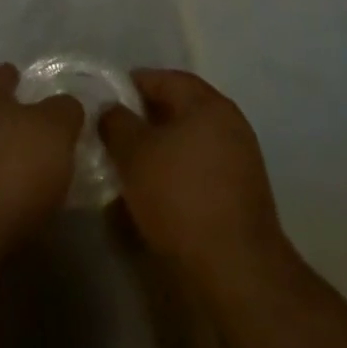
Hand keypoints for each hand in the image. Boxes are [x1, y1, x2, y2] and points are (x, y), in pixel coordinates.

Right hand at [99, 70, 289, 289]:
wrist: (235, 268)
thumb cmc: (180, 197)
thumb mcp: (134, 154)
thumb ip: (117, 123)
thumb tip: (111, 110)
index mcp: (209, 104)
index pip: (166, 79)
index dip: (133, 84)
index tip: (106, 98)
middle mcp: (230, 124)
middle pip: (180, 109)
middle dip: (145, 118)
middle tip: (113, 132)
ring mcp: (240, 160)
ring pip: (189, 142)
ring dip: (160, 149)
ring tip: (128, 164)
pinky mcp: (240, 195)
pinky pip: (199, 170)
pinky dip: (176, 173)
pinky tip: (154, 193)